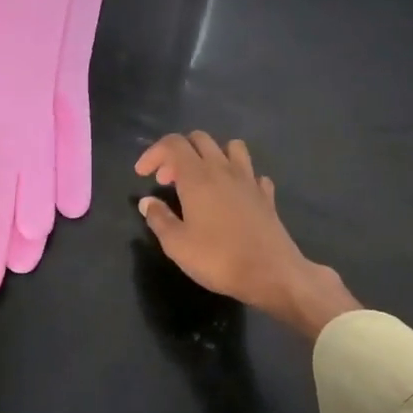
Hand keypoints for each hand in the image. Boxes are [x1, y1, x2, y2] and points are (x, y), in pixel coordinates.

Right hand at [135, 133, 359, 341]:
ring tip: (201, 180)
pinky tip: (232, 195)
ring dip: (211, 155)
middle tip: (167, 180)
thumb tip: (147, 202)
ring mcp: (249, 180)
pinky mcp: (266, 195)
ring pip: (230, 147)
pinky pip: (252, 173)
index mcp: (197, 177)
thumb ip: (158, 218)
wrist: (271, 273)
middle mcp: (223, 169)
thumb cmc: (218, 259)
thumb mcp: (176, 244)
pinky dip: (238, 177)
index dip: (153, 153)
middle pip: (200, 139)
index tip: (142, 174)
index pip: (173, 144)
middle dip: (178, 153)